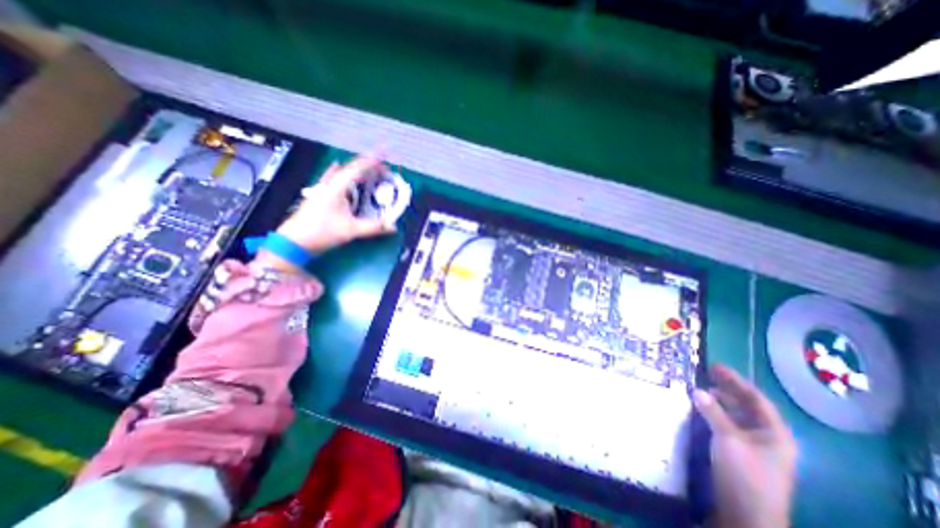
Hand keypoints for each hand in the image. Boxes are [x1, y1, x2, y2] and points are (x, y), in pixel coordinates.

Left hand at [255, 154, 392, 271]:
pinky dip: (342, 176)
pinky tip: (338, 169)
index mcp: (337, 187)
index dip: (373, 159)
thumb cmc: (321, 232)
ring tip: (371, 172)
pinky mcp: (322, 197)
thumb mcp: (350, 230)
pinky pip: (335, 181)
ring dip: (358, 172)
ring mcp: (324, 190)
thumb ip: (373, 227)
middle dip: (369, 166)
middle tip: (384, 169)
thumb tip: (394, 227)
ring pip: (344, 175)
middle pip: (352, 169)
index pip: (358, 168)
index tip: (385, 152)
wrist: (294, 241)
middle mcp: (331, 184)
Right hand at [693, 366, 794, 527]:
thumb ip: (713, 412)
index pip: (756, 399)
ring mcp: (753, 446)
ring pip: (736, 415)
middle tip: (705, 373)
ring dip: (719, 401)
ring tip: (700, 388)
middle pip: (747, 406)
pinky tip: (702, 408)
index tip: (715, 366)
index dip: (736, 381)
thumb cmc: (745, 474)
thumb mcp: (728, 439)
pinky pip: (728, 425)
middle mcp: (767, 437)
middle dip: (727, 389)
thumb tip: (697, 390)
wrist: (747, 514)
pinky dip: (715, 413)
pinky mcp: (739, 453)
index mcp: (775, 434)